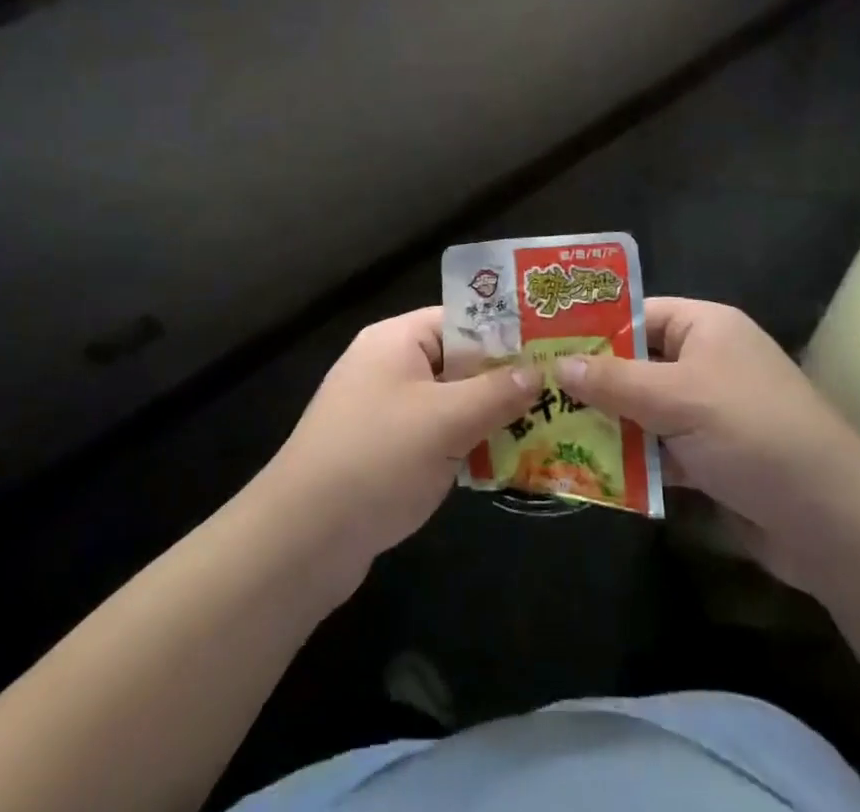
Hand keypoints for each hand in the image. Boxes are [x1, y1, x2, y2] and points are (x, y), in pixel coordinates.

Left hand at [263, 307, 538, 572]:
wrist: (301, 539)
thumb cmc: (376, 459)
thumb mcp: (445, 421)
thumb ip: (496, 393)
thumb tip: (538, 371)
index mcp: (396, 340)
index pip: (462, 320)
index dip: (506, 334)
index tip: (552, 352)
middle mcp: (388, 366)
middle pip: (458, 362)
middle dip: (504, 382)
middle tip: (558, 395)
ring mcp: (382, 411)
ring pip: (449, 403)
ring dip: (487, 419)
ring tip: (545, 431)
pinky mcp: (382, 452)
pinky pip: (434, 436)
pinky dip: (464, 447)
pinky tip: (503, 465)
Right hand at [555, 297, 859, 591]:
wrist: (833, 521)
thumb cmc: (752, 432)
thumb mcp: (677, 398)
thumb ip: (614, 381)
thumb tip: (557, 364)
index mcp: (705, 328)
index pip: (638, 315)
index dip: (593, 328)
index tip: (544, 345)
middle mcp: (707, 362)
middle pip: (637, 365)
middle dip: (593, 383)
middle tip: (536, 393)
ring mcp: (710, 413)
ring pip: (644, 411)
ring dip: (607, 426)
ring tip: (547, 433)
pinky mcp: (712, 459)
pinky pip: (659, 450)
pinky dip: (632, 461)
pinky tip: (590, 473)